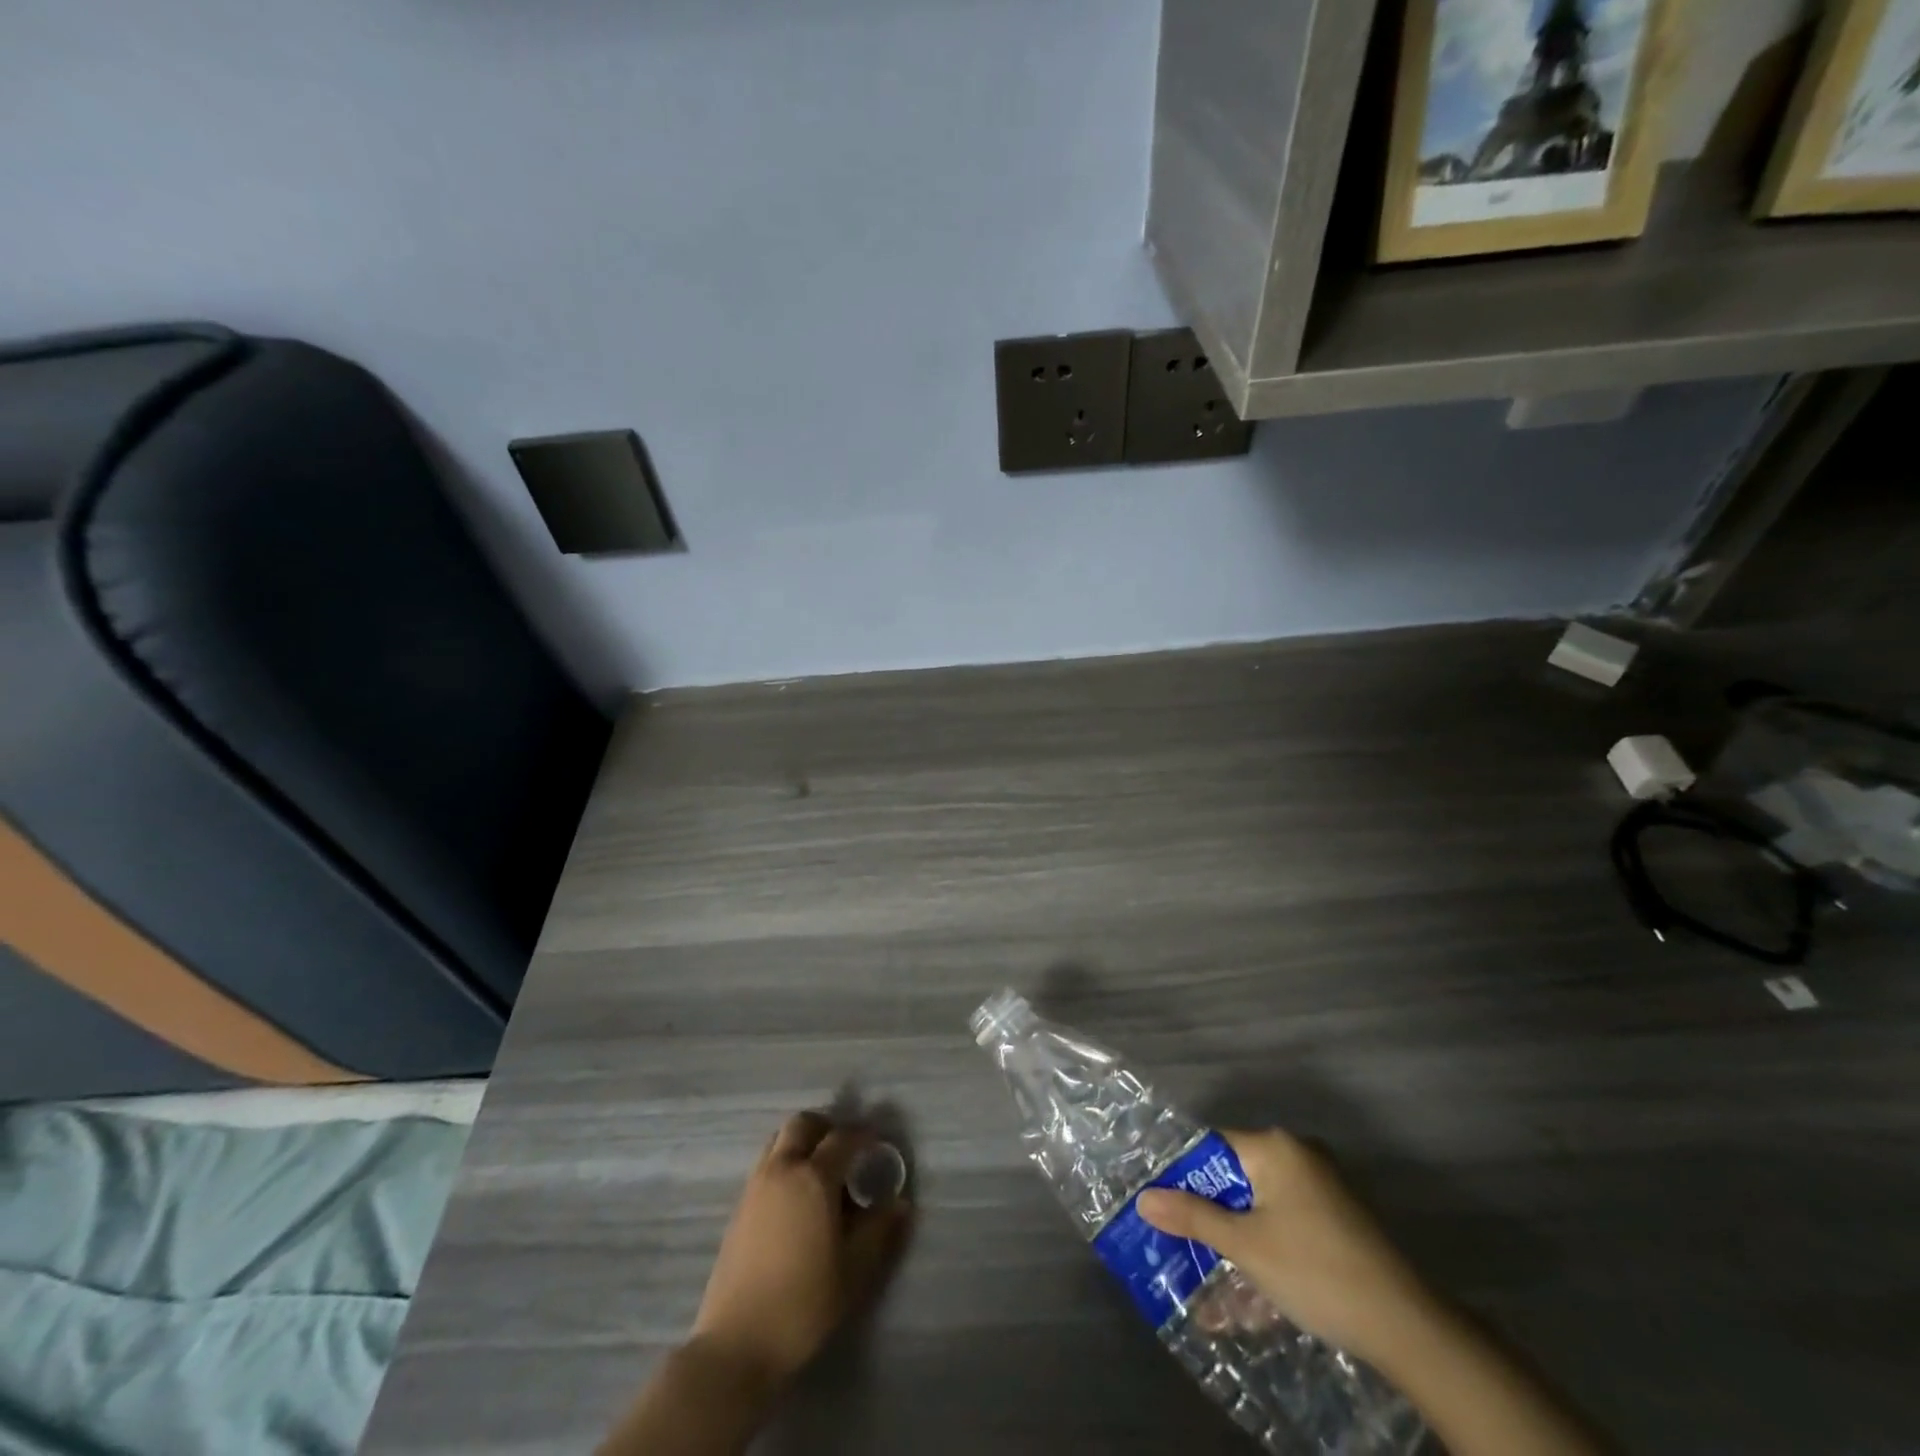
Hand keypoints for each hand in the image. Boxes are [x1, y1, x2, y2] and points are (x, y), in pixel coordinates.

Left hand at [689, 1112, 910, 1390]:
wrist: (736, 1344)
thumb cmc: (803, 1304)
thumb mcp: (854, 1270)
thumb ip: (879, 1230)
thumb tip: (901, 1203)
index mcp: (814, 1177)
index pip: (843, 1138)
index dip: (864, 1135)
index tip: (879, 1143)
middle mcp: (782, 1169)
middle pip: (803, 1124)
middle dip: (827, 1127)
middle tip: (845, 1149)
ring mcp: (755, 1186)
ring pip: (779, 1140)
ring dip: (802, 1142)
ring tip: (820, 1172)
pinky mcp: (738, 1207)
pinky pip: (765, 1164)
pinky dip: (784, 1163)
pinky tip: (796, 1200)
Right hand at [1137, 1128, 1431, 1363]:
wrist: (1406, 1326)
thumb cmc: (1315, 1270)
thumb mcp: (1245, 1246)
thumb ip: (1193, 1217)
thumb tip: (1144, 1198)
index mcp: (1274, 1147)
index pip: (1211, 1147)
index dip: (1182, 1175)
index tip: (1158, 1205)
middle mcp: (1297, 1154)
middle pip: (1234, 1176)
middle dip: (1206, 1214)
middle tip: (1175, 1242)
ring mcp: (1321, 1186)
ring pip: (1259, 1205)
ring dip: (1233, 1239)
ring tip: (1203, 1275)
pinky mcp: (1336, 1218)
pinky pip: (1284, 1222)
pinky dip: (1263, 1248)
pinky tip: (1246, 1291)